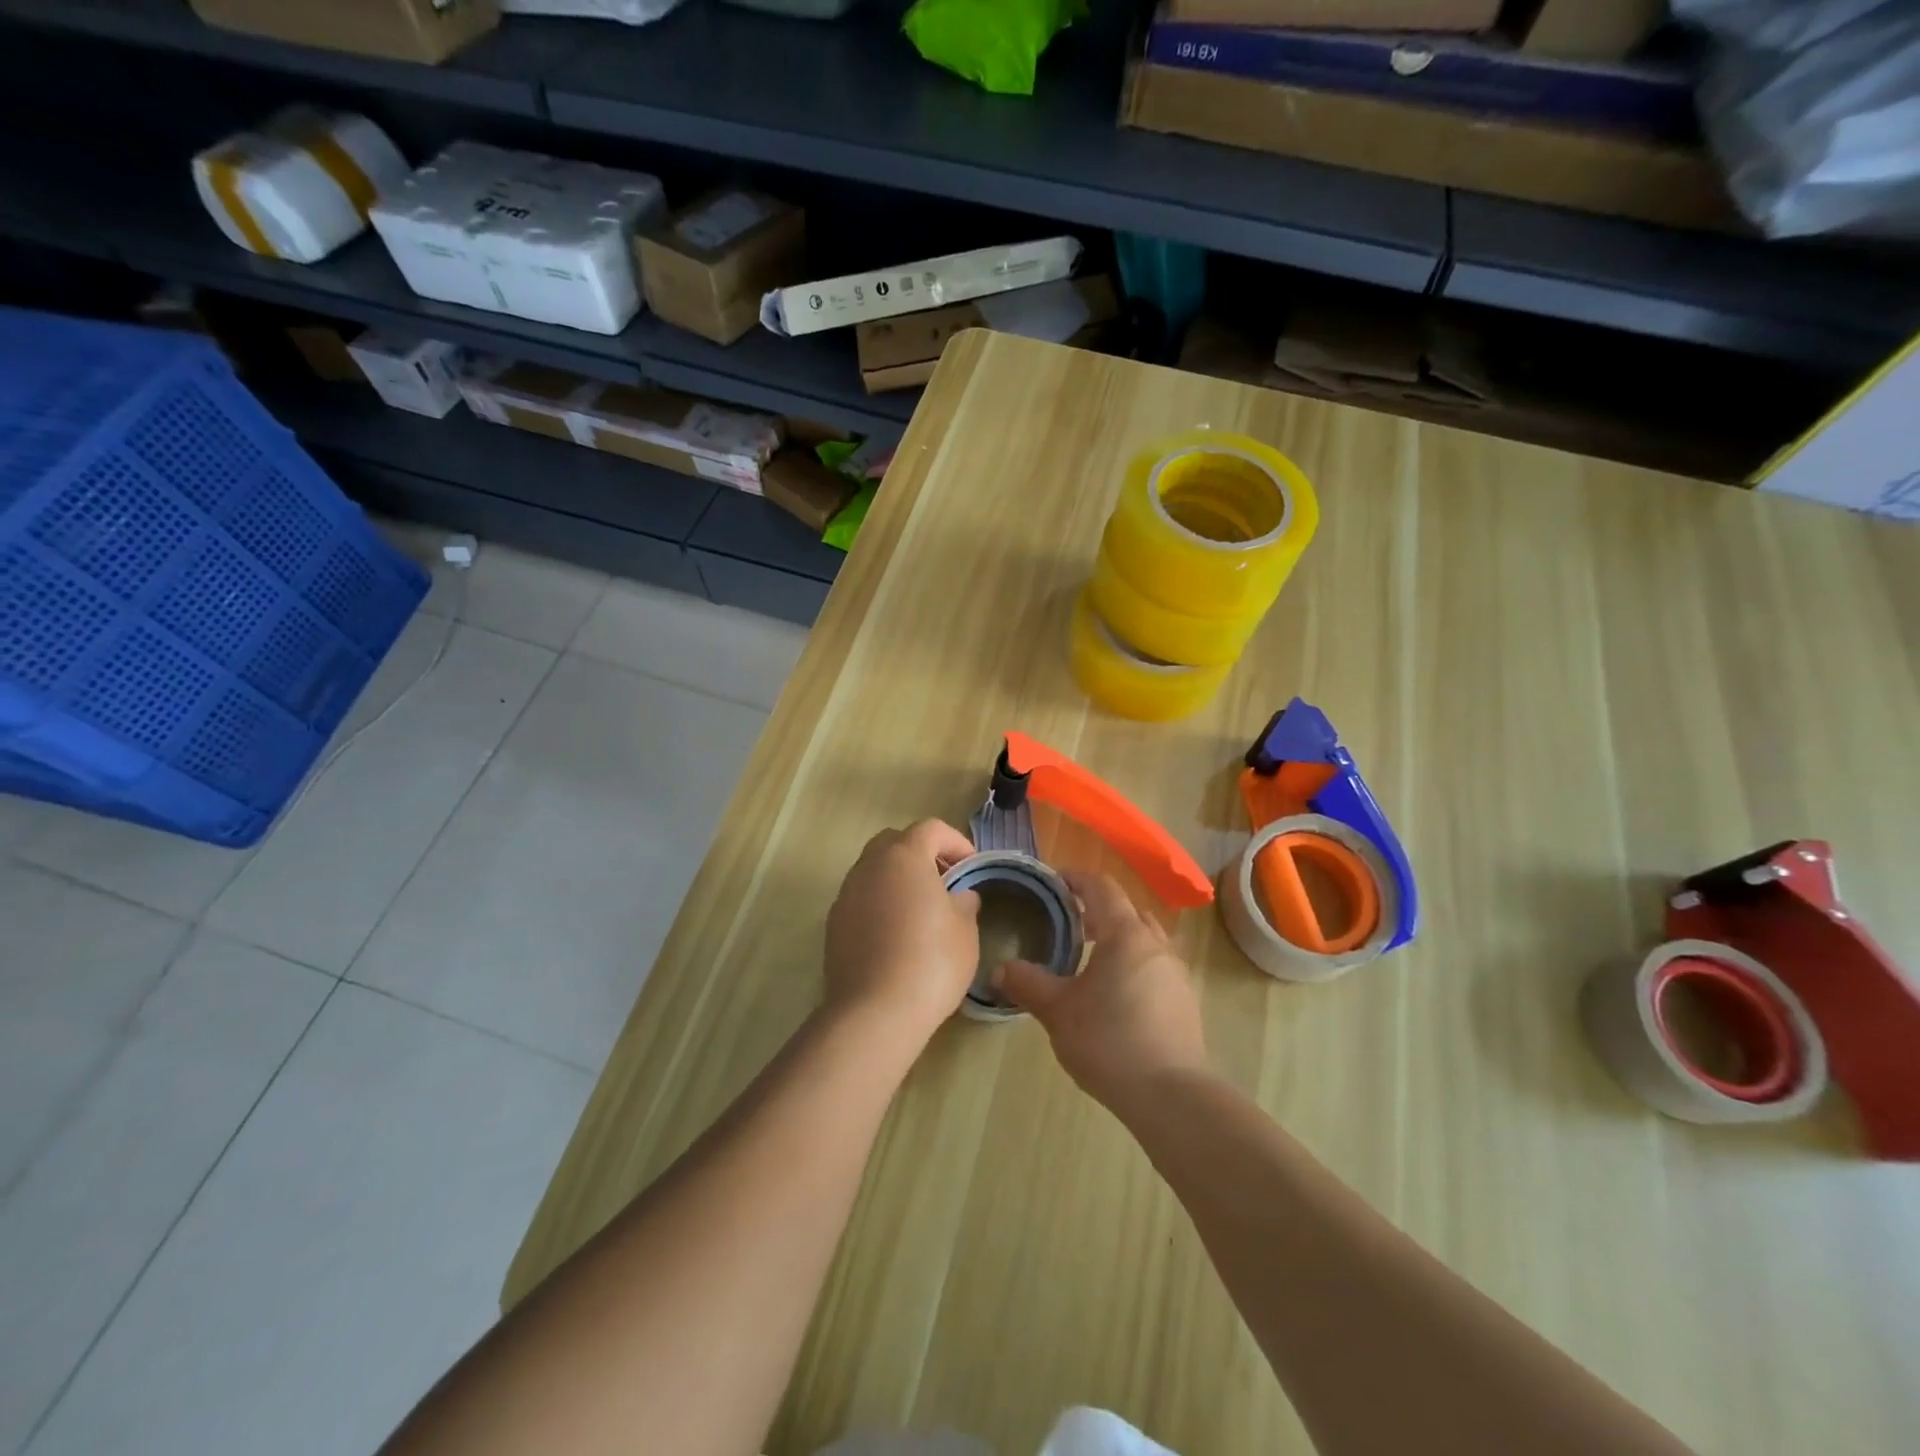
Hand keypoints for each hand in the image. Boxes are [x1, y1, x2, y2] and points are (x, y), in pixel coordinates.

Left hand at [824, 819, 980, 1047]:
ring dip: (897, 879)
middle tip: (944, 880)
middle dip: (921, 854)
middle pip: (895, 842)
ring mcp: (846, 895)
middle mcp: (869, 866)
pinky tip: (895, 934)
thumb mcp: (965, 931)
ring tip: (920, 909)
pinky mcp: (833, 925)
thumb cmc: (931, 962)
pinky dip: (879, 903)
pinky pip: (861, 899)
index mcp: (904, 857)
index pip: (930, 829)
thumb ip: (964, 903)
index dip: (954, 841)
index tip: (970, 866)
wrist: (874, 1012)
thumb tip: (959, 896)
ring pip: (873, 870)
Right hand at [995, 870, 1208, 1109]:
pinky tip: (1115, 992)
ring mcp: (1175, 971)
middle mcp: (1155, 944)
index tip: (1053, 882)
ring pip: (1144, 937)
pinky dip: (1133, 962)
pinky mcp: (1184, 999)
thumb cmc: (1110, 1041)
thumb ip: (1028, 984)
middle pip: (1126, 910)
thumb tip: (1001, 968)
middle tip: (1066, 920)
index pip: (1101, 888)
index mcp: (1125, 935)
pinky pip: (1155, 964)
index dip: (1075, 879)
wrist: (1172, 1096)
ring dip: (1117, 936)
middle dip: (1096, 909)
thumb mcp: (1058, 1012)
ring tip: (1088, 957)